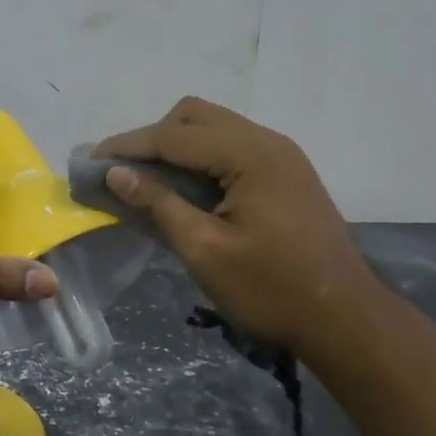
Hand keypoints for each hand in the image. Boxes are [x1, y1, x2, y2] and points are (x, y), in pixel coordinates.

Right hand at [94, 97, 381, 353]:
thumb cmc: (271, 289)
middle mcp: (267, 141)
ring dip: (178, 146)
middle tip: (124, 173)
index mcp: (249, 155)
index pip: (174, 136)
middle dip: (153, 138)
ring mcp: (282, 154)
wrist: (345, 319)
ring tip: (149, 180)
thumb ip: (159, 204)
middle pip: (195, 116)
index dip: (128, 146)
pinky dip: (202, 158)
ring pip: (215, 128)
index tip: (91, 160)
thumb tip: (116, 173)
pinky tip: (188, 189)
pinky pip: (233, 147)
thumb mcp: (205, 250)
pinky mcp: (287, 172)